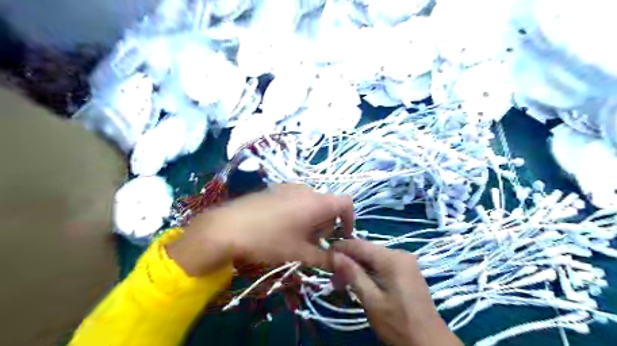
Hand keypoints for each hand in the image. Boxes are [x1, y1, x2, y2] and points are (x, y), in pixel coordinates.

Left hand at [166, 183, 354, 276]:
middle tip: (314, 243)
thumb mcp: (300, 253)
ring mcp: (289, 187)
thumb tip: (342, 263)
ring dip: (312, 219)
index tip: (342, 237)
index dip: (350, 219)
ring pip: (312, 202)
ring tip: (296, 237)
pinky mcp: (275, 189)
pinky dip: (299, 212)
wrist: (228, 227)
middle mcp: (307, 190)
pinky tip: (281, 227)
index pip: (346, 203)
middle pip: (328, 204)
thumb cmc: (269, 240)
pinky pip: (297, 199)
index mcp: (317, 202)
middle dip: (327, 224)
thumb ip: (325, 259)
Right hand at [330, 239, 459, 345]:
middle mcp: (399, 253)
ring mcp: (404, 261)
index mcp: (392, 258)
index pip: (359, 244)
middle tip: (332, 277)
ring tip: (342, 282)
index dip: (339, 248)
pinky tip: (359, 282)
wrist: (430, 342)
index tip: (324, 257)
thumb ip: (352, 274)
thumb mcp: (371, 300)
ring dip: (357, 267)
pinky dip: (368, 271)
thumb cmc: (398, 323)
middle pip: (366, 250)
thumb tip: (333, 255)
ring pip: (373, 257)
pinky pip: (382, 264)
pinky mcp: (406, 270)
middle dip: (347, 261)